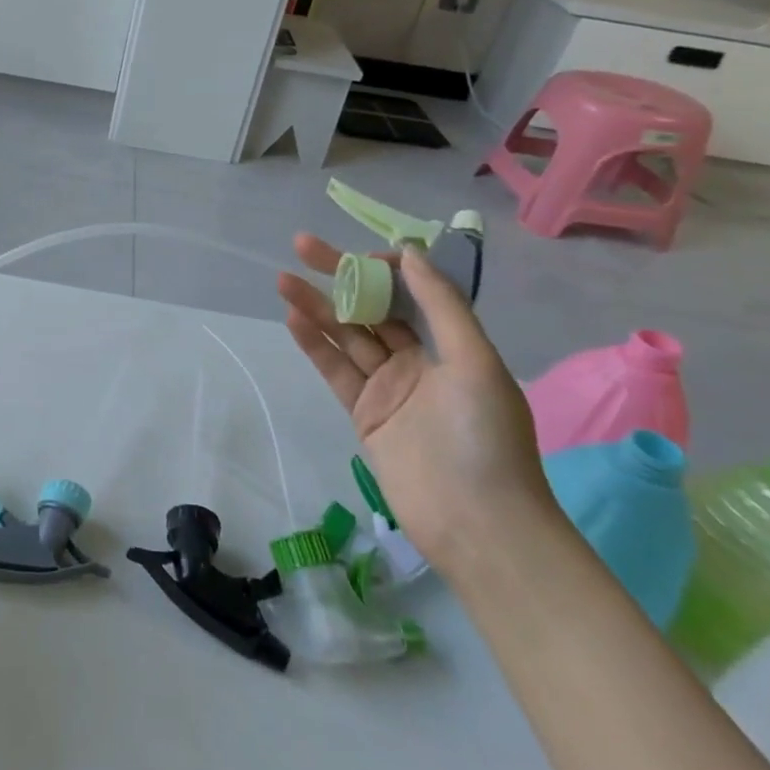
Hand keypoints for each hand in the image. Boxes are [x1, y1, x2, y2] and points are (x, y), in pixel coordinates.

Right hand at [276, 235, 555, 569]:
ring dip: (317, 307)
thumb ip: (442, 306)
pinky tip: (294, 319)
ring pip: (346, 336)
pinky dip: (315, 345)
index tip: (355, 252)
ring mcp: (388, 388)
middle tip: (302, 246)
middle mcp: (418, 361)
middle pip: (371, 310)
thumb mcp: (475, 362)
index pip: (410, 294)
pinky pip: (336, 370)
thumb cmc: (485, 437)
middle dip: (340, 277)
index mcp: (451, 347)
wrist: (477, 522)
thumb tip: (409, 254)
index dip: (382, 269)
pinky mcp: (364, 414)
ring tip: (284, 280)